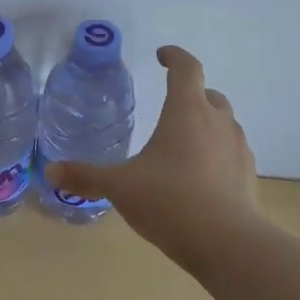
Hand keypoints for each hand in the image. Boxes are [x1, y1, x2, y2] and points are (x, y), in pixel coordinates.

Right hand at [45, 45, 258, 251]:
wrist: (228, 244)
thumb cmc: (170, 200)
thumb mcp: (120, 187)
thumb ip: (86, 176)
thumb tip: (51, 171)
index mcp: (187, 111)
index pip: (186, 68)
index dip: (174, 57)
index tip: (161, 56)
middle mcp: (218, 122)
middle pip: (209, 94)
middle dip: (191, 94)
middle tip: (169, 105)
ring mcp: (238, 149)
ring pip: (224, 123)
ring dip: (206, 125)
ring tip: (182, 145)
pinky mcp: (248, 176)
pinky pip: (231, 153)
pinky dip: (216, 154)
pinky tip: (199, 177)